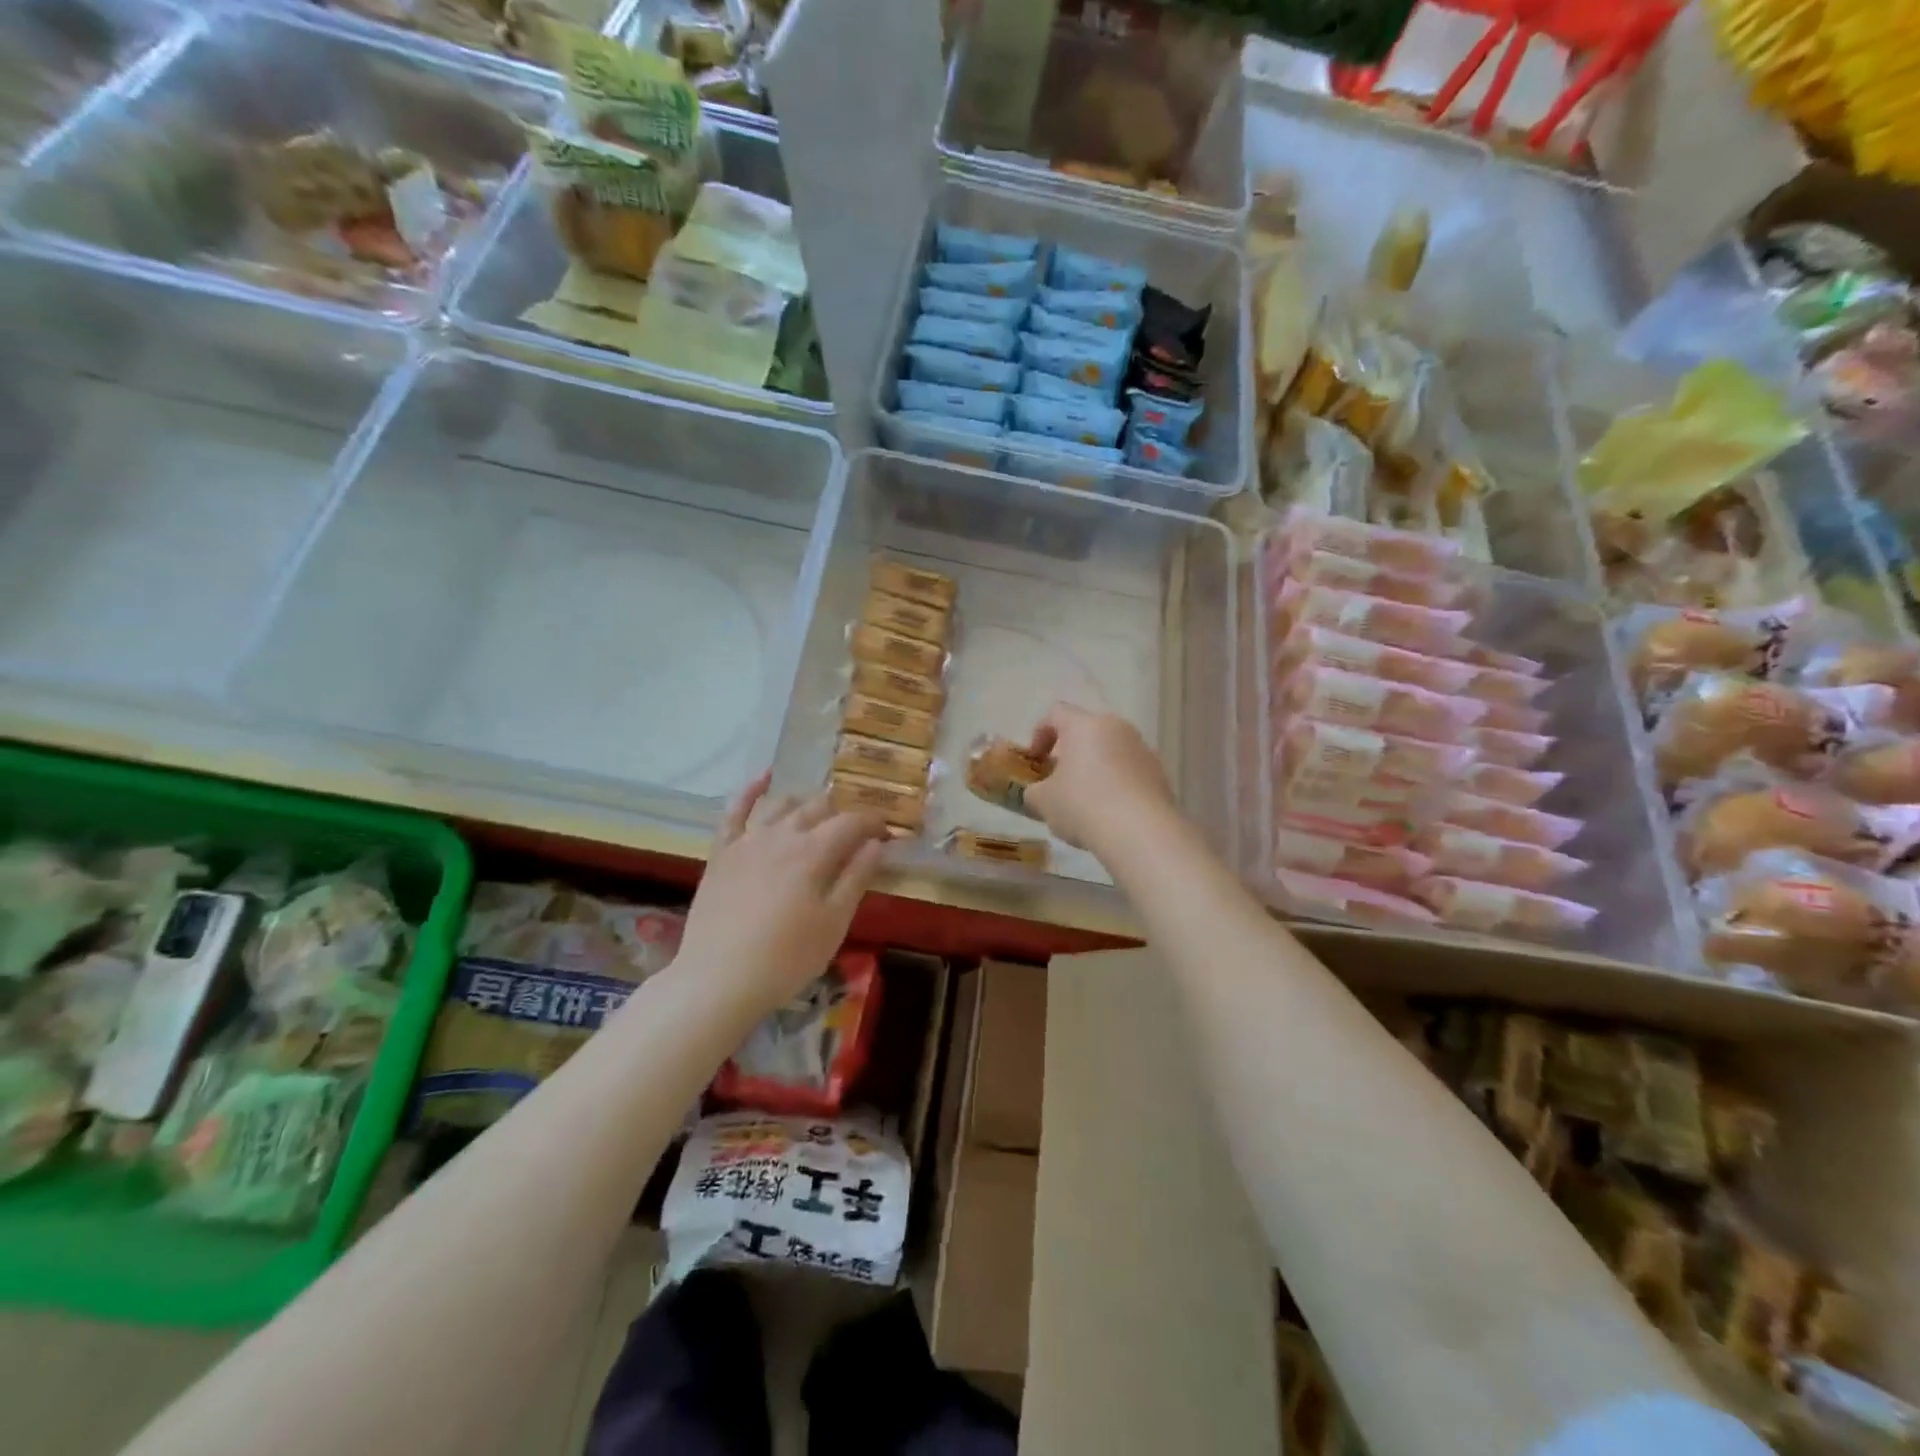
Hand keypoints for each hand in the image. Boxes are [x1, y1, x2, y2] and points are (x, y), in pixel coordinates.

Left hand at [674, 773, 888, 1018]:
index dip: (874, 823)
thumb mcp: (834, 923)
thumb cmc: (786, 958)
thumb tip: (877, 844)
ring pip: (782, 804)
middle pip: (819, 807)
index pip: (853, 822)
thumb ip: (856, 878)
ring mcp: (748, 840)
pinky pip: (735, 811)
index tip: (887, 834)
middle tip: (854, 833)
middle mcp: (783, 834)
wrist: (718, 979)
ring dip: (805, 804)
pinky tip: (764, 778)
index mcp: (814, 851)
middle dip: (842, 814)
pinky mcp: (722, 852)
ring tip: (818, 814)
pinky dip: (751, 791)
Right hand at [1022, 704, 1177, 852]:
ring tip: (1085, 802)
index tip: (1036, 761)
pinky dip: (1117, 785)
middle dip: (1070, 753)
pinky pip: (1130, 771)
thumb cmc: (1083, 805)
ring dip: (1095, 769)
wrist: (1141, 832)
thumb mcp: (1043, 801)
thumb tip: (1036, 793)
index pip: (1056, 714)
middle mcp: (1117, 728)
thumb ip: (1033, 792)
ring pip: (1111, 751)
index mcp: (1085, 725)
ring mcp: (1143, 749)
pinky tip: (1110, 813)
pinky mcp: (1160, 774)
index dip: (1040, 734)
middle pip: (1087, 731)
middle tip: (1059, 781)